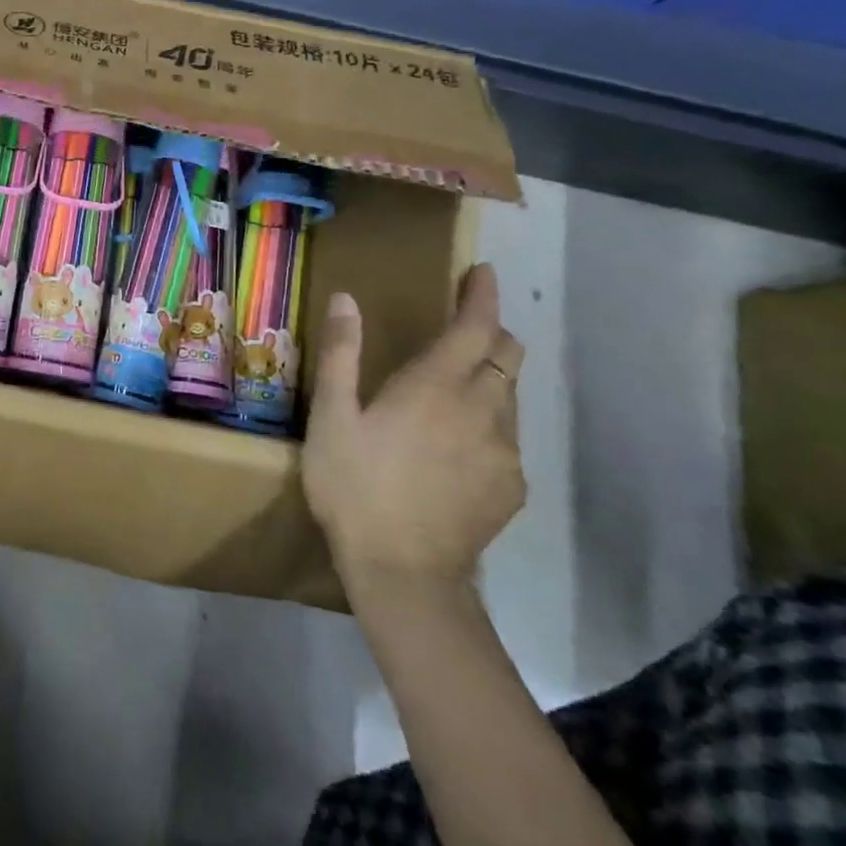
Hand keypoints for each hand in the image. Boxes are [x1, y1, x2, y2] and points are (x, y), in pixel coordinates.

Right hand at [301, 263, 524, 598]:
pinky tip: (456, 446)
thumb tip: (348, 299)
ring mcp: (505, 452)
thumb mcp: (332, 416)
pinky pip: (507, 438)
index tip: (484, 272)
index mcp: (436, 386)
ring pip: (510, 397)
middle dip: (491, 333)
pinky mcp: (512, 487)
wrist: (403, 573)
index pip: (475, 327)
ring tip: (453, 390)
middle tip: (462, 328)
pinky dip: (488, 423)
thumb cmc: (355, 485)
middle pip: (507, 356)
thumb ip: (342, 353)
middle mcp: (483, 410)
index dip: (482, 296)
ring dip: (489, 379)